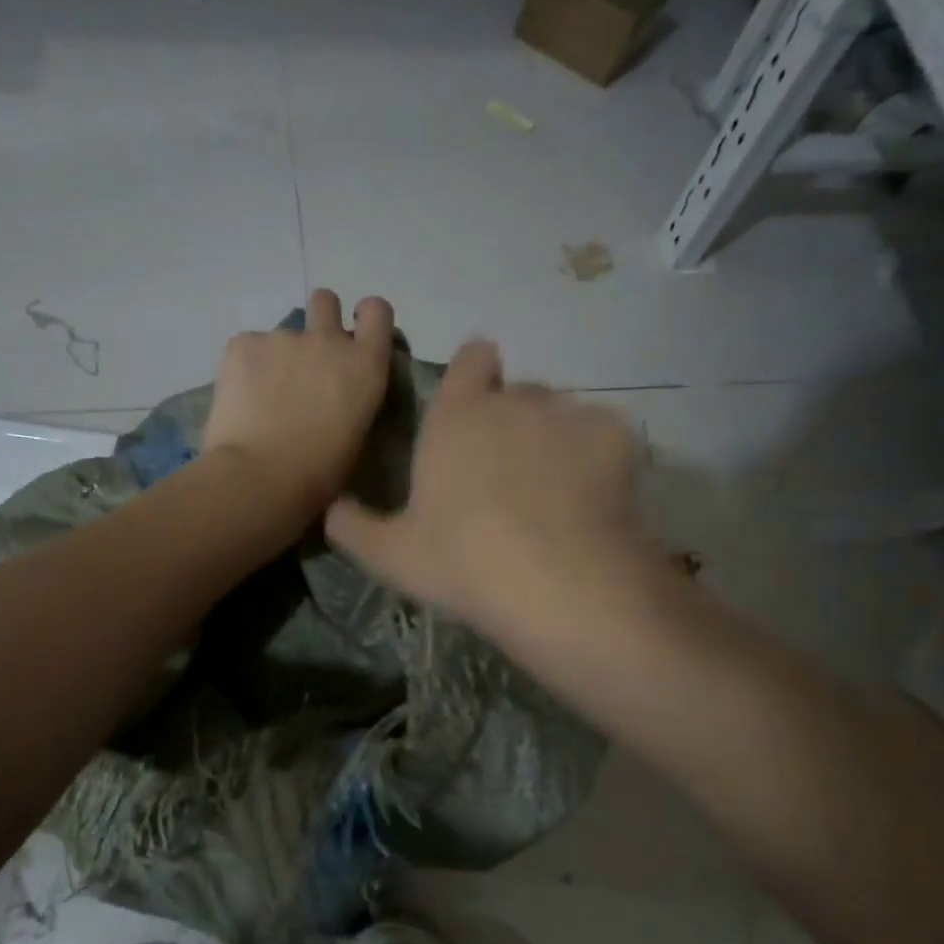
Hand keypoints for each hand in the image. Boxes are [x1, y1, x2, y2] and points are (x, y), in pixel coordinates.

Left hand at [203, 289, 395, 527]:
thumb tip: (337, 394)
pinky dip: (244, 368)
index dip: (365, 318)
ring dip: (277, 357)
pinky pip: (246, 347)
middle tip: (305, 361)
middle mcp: (328, 340)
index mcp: (365, 365)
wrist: (260, 478)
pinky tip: (240, 401)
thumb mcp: (356, 434)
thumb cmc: (319, 474)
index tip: (354, 337)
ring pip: (280, 334)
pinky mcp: (242, 344)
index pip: (377, 310)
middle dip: (318, 321)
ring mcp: (283, 337)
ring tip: (263, 398)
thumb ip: (352, 398)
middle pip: (325, 301)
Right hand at [325, 340, 646, 633]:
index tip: (476, 404)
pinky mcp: (614, 436)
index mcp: (456, 417)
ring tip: (556, 490)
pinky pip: (603, 434)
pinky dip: (598, 457)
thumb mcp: (391, 554)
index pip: (471, 360)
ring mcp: (567, 414)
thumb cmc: (462, 561)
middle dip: (513, 419)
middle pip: (517, 391)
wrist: (554, 582)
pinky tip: (591, 499)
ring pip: (561, 412)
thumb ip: (353, 526)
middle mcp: (512, 401)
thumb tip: (329, 510)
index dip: (475, 374)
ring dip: (554, 438)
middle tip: (510, 473)